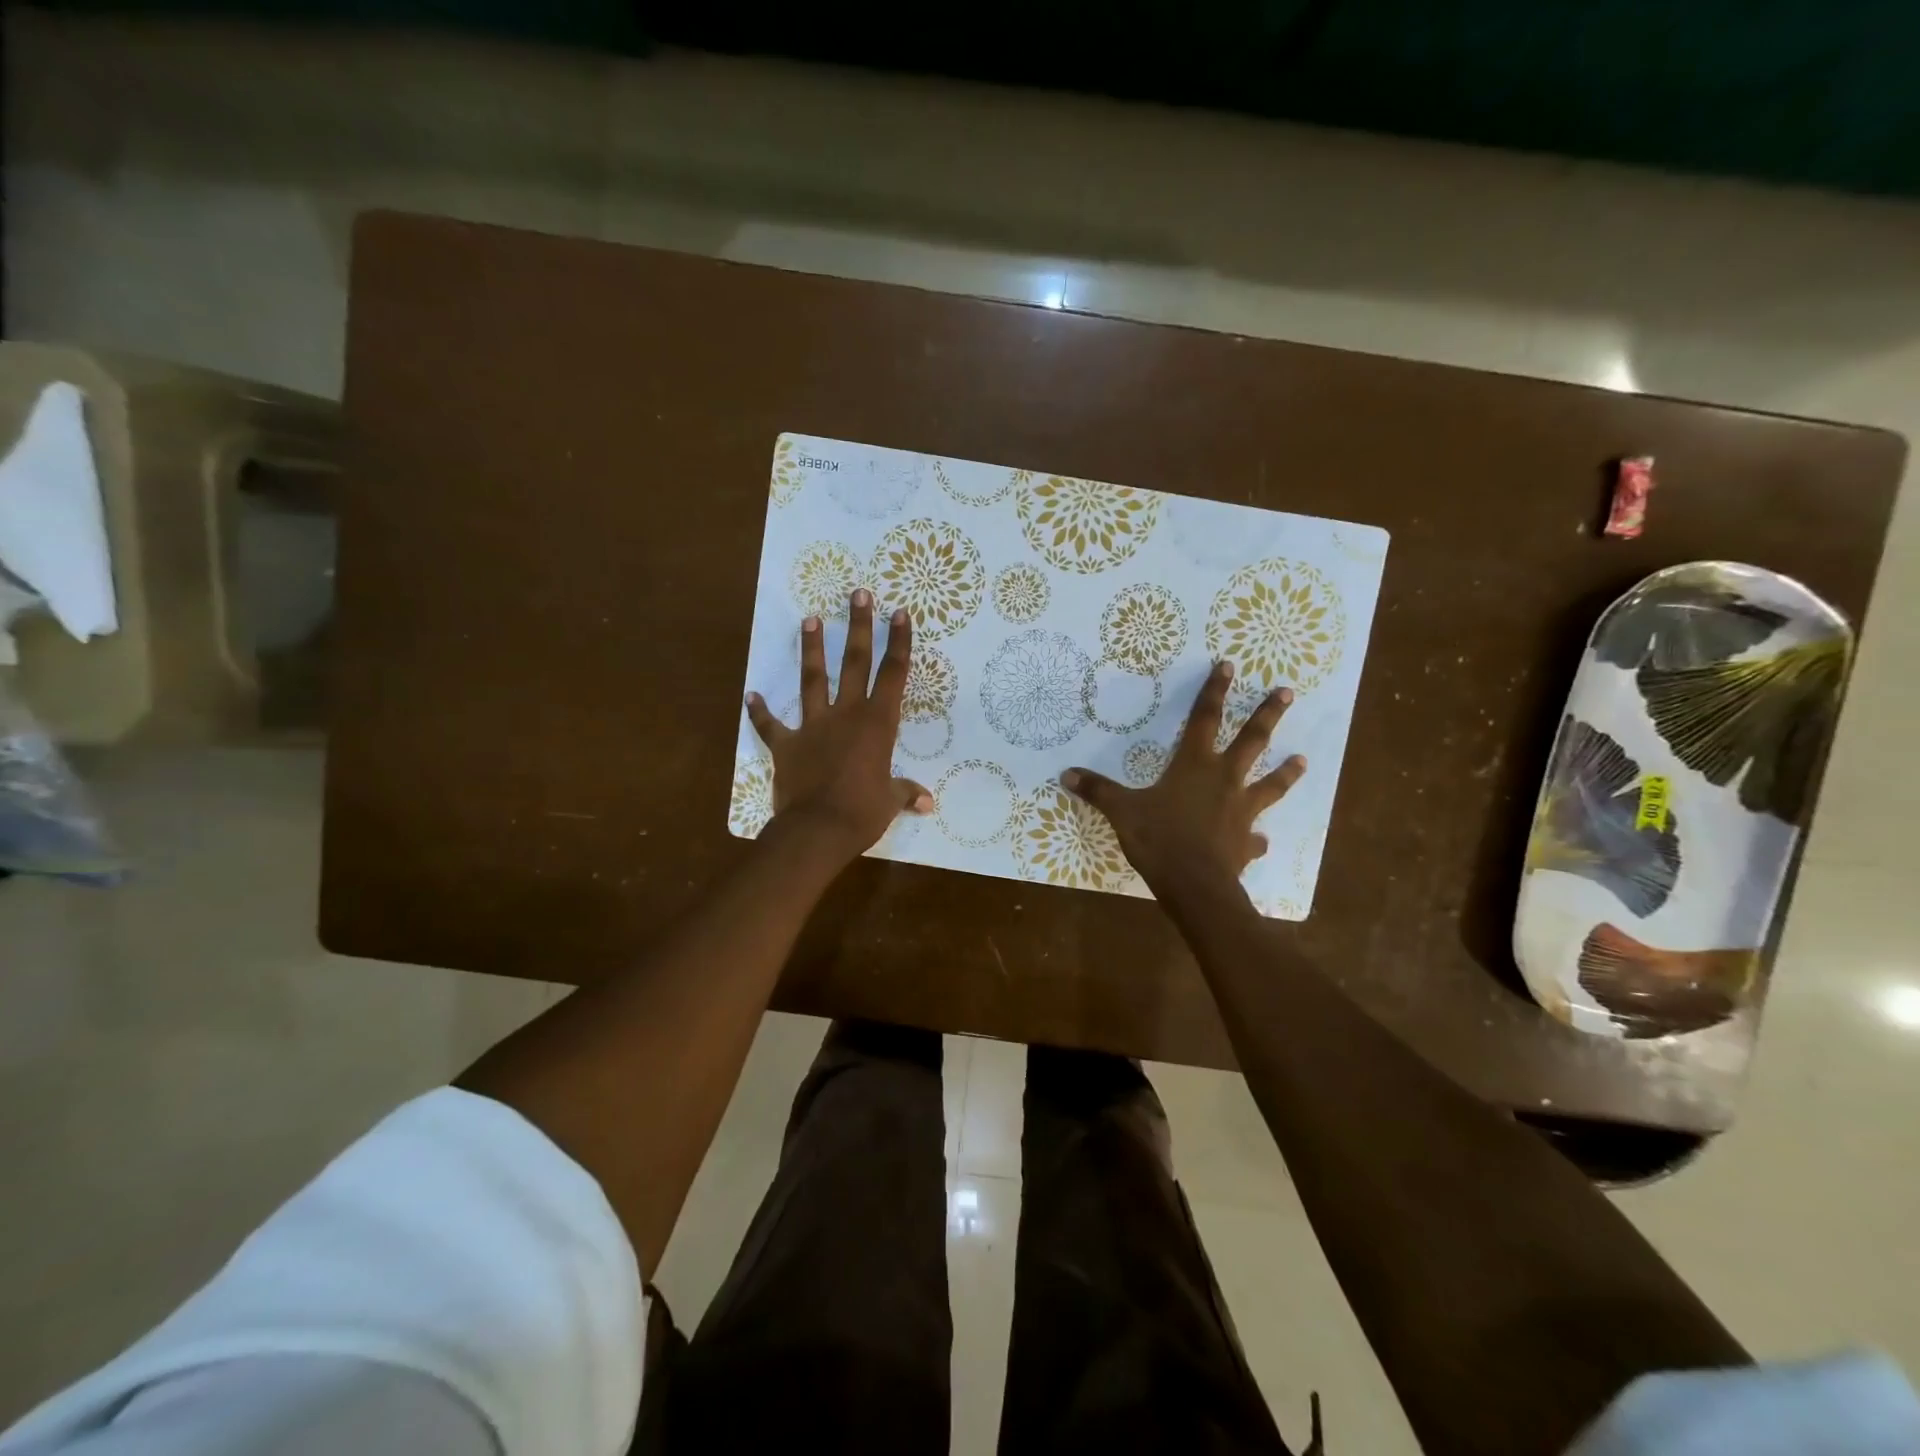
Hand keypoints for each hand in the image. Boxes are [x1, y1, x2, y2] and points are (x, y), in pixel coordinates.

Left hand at [745, 589, 931, 862]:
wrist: (817, 829)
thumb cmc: (862, 813)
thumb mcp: (890, 802)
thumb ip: (905, 793)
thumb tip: (927, 803)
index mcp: (877, 724)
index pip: (893, 675)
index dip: (898, 643)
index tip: (899, 613)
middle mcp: (846, 715)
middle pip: (854, 663)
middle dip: (858, 627)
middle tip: (858, 594)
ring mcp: (813, 726)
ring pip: (813, 680)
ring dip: (811, 650)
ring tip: (808, 619)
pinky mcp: (786, 745)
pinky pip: (770, 725)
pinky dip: (759, 712)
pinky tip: (751, 695)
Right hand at [1060, 661, 1305, 893]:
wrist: (1195, 885)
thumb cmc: (1160, 839)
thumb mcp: (1122, 811)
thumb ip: (1098, 791)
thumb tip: (1066, 773)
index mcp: (1194, 765)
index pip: (1204, 719)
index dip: (1214, 691)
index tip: (1230, 665)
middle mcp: (1224, 780)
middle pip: (1251, 741)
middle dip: (1267, 715)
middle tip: (1288, 693)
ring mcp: (1241, 811)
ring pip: (1270, 785)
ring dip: (1286, 772)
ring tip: (1303, 759)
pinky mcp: (1245, 842)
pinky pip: (1254, 837)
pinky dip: (1256, 838)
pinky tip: (1261, 841)